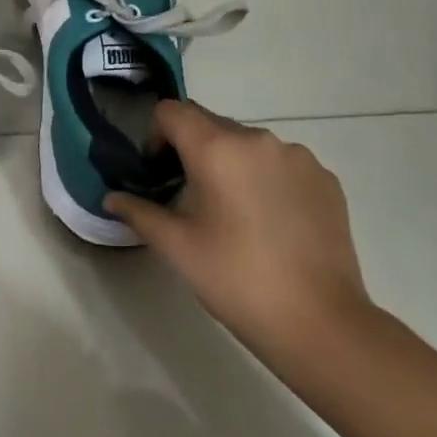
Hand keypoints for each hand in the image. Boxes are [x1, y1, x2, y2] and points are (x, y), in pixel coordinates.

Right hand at [107, 100, 371, 370]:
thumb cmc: (237, 280)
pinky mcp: (325, 178)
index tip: (158, 173)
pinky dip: (266, 178)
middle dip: (192, 150)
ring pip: (247, 144)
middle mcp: (258, 139)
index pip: (172, 112)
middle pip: (210, 124)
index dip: (156, 135)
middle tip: (189, 198)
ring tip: (234, 214)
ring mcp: (297, 157)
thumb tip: (111, 198)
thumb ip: (139, 213)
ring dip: (231, 163)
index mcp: (218, 148)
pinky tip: (271, 222)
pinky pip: (281, 163)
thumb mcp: (178, 248)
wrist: (322, 324)